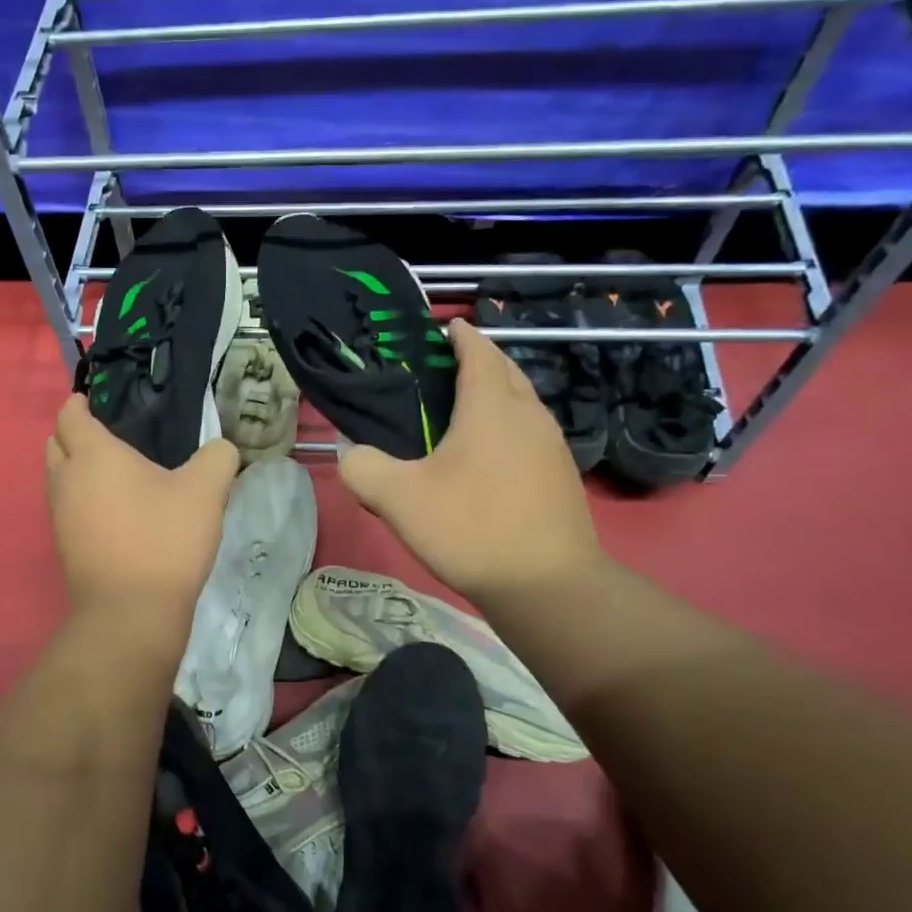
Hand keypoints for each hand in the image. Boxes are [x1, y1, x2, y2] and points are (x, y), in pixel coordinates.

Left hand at [46, 394, 239, 639]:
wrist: (131, 612)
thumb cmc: (164, 539)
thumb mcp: (206, 490)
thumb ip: (217, 457)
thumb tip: (221, 449)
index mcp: (93, 454)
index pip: (70, 415)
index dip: (79, 403)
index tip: (93, 401)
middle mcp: (66, 480)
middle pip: (56, 444)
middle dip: (74, 435)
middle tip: (107, 437)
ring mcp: (59, 516)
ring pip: (58, 479)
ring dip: (76, 470)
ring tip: (113, 475)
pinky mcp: (64, 547)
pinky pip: (66, 509)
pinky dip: (81, 500)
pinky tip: (113, 513)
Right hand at [339, 319, 604, 606]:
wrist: (546, 584)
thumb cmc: (471, 528)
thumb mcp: (398, 499)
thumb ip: (363, 468)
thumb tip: (352, 455)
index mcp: (491, 406)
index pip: (478, 352)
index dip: (460, 336)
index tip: (445, 327)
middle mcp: (528, 415)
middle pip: (506, 371)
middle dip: (480, 360)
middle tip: (446, 368)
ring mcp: (551, 446)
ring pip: (522, 403)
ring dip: (496, 394)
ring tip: (463, 410)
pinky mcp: (560, 476)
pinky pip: (530, 434)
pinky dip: (507, 427)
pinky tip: (487, 457)